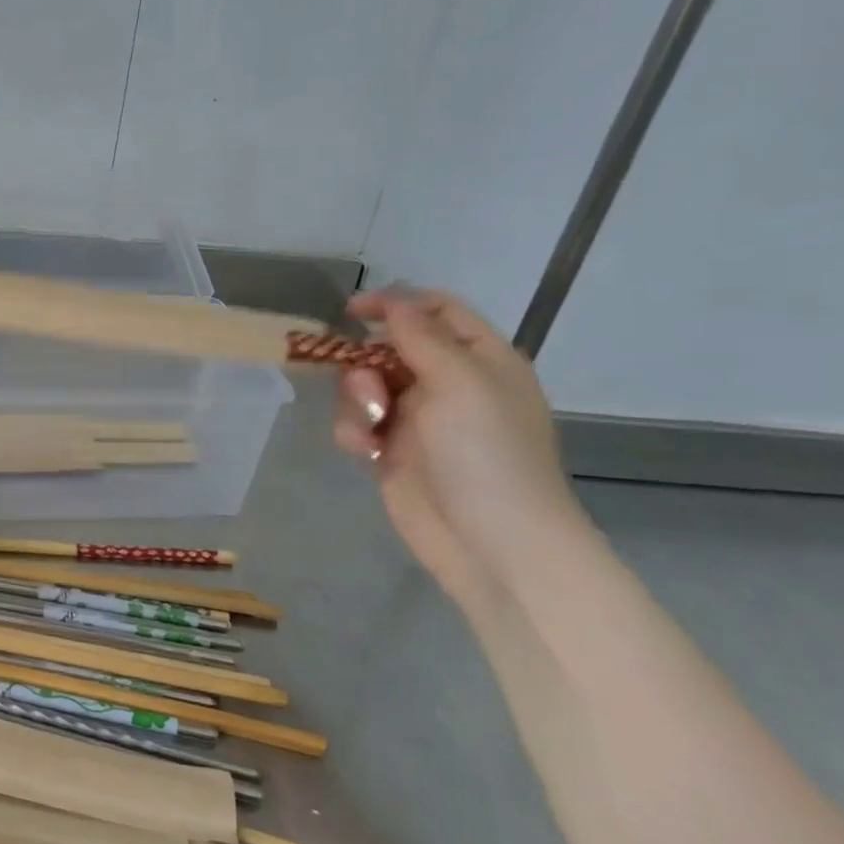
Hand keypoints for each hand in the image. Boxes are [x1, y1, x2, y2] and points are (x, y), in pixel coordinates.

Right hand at [331, 288, 583, 603]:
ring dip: (356, 400)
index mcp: (479, 360)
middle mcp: (449, 384)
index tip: (351, 312)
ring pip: (365, 386)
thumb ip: (421, 336)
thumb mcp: (460, 382)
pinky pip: (357, 423)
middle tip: (367, 387)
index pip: (436, 311)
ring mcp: (419, 420)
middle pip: (389, 348)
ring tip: (368, 428)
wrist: (492, 542)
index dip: (395, 304)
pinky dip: (353, 431)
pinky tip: (361, 451)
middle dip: (366, 363)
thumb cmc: (486, 453)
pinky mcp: (392, 451)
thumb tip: (393, 300)